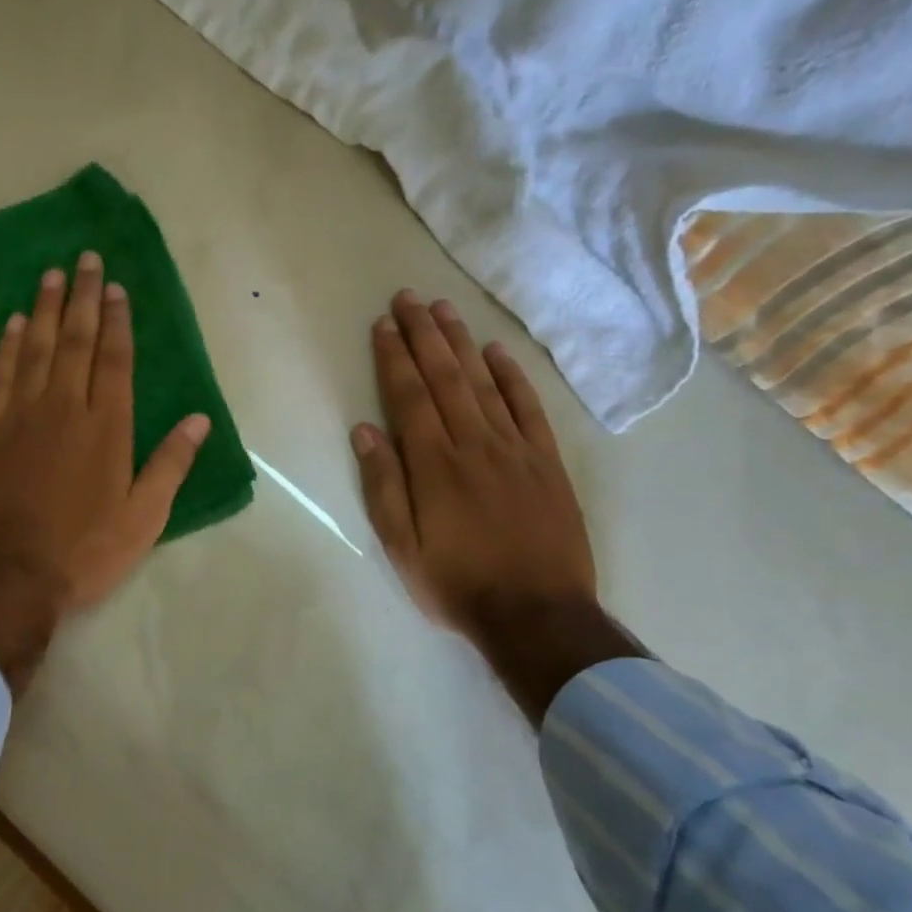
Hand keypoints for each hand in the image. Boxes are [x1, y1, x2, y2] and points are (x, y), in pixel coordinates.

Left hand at [0, 251, 210, 610]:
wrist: (7, 574)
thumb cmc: (84, 550)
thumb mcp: (143, 518)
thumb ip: (171, 464)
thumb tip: (200, 420)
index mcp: (107, 427)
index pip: (114, 359)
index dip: (117, 321)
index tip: (117, 288)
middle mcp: (65, 408)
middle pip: (76, 340)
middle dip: (83, 297)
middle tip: (85, 258)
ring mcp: (21, 415)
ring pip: (37, 348)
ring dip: (47, 308)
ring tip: (52, 274)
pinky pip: (1, 373)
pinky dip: (9, 344)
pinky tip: (16, 322)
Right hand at [351, 290, 638, 723]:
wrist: (537, 613)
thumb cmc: (457, 583)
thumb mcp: (401, 546)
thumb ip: (383, 485)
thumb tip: (365, 431)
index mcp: (433, 464)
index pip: (409, 396)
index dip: (394, 357)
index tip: (383, 325)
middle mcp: (473, 443)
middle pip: (445, 377)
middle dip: (424, 334)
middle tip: (408, 298)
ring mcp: (515, 449)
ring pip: (483, 383)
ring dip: (461, 343)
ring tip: (444, 310)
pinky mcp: (546, 462)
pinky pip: (528, 408)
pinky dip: (511, 377)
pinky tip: (496, 353)